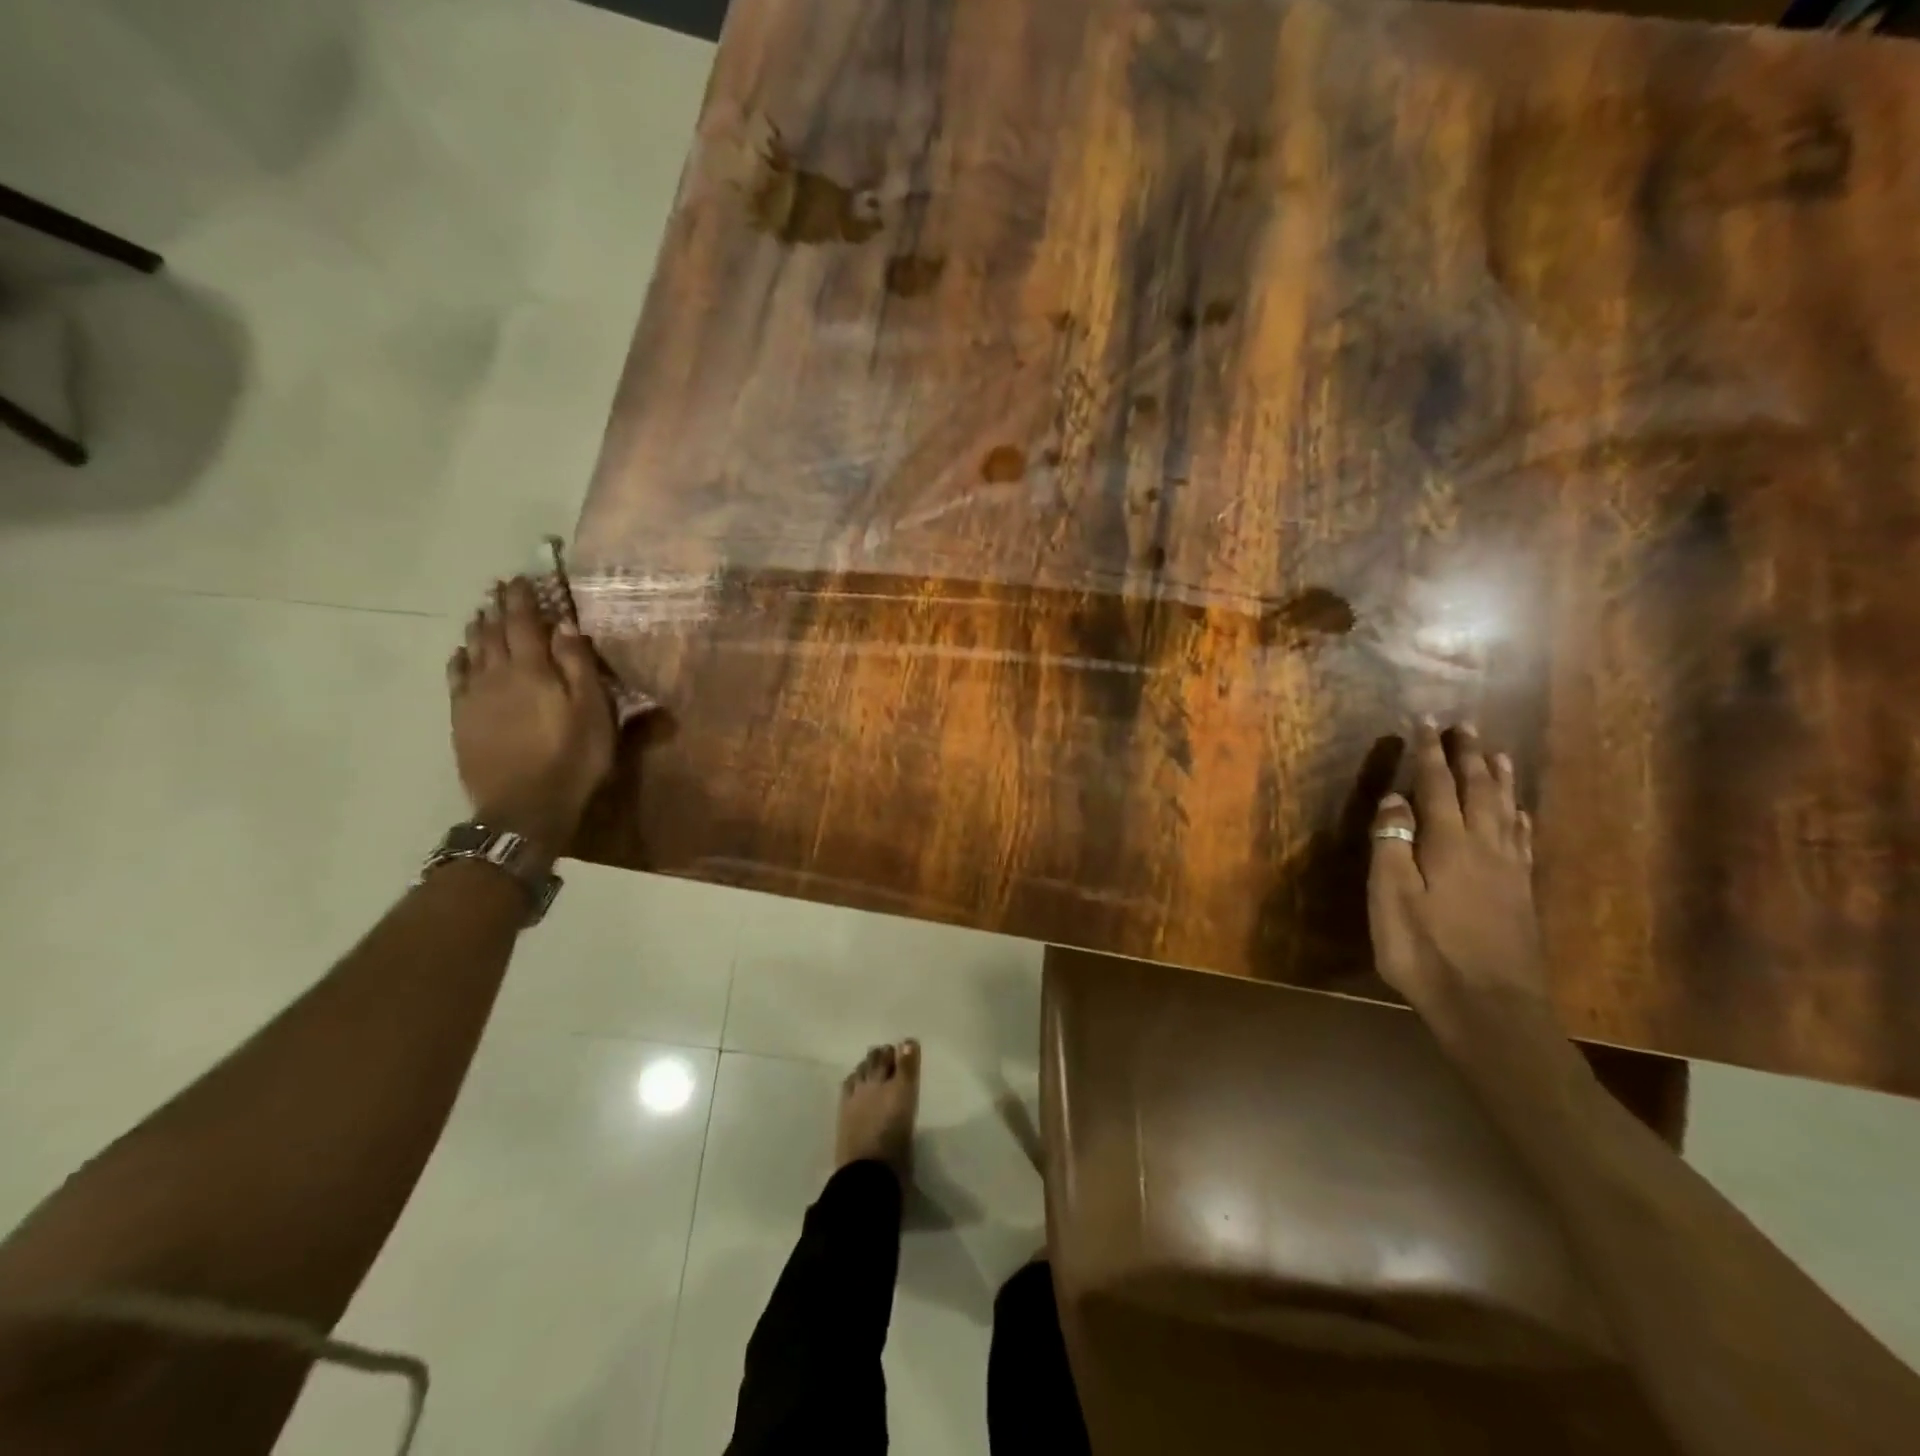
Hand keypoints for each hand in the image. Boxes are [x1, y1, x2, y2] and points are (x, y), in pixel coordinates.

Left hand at [446, 578, 616, 851]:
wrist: (524, 808)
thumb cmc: (572, 759)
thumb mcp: (593, 712)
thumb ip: (578, 666)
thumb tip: (565, 626)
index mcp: (533, 669)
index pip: (525, 622)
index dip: (523, 599)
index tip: (521, 578)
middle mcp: (498, 673)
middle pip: (494, 631)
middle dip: (498, 608)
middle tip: (500, 589)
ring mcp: (475, 697)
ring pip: (472, 650)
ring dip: (477, 628)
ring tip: (481, 613)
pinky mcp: (462, 719)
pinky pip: (456, 678)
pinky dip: (459, 659)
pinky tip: (460, 653)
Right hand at [1367, 720, 1550, 1019]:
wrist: (1490, 1009)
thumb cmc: (1426, 952)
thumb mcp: (1391, 899)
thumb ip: (1391, 845)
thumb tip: (1394, 799)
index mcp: (1448, 845)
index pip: (1437, 786)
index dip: (1430, 753)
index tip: (1426, 721)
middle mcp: (1484, 848)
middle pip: (1478, 791)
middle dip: (1467, 756)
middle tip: (1464, 726)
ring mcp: (1509, 871)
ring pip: (1506, 811)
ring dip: (1499, 779)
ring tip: (1497, 753)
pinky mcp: (1521, 894)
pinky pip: (1523, 841)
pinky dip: (1519, 817)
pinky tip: (1520, 812)